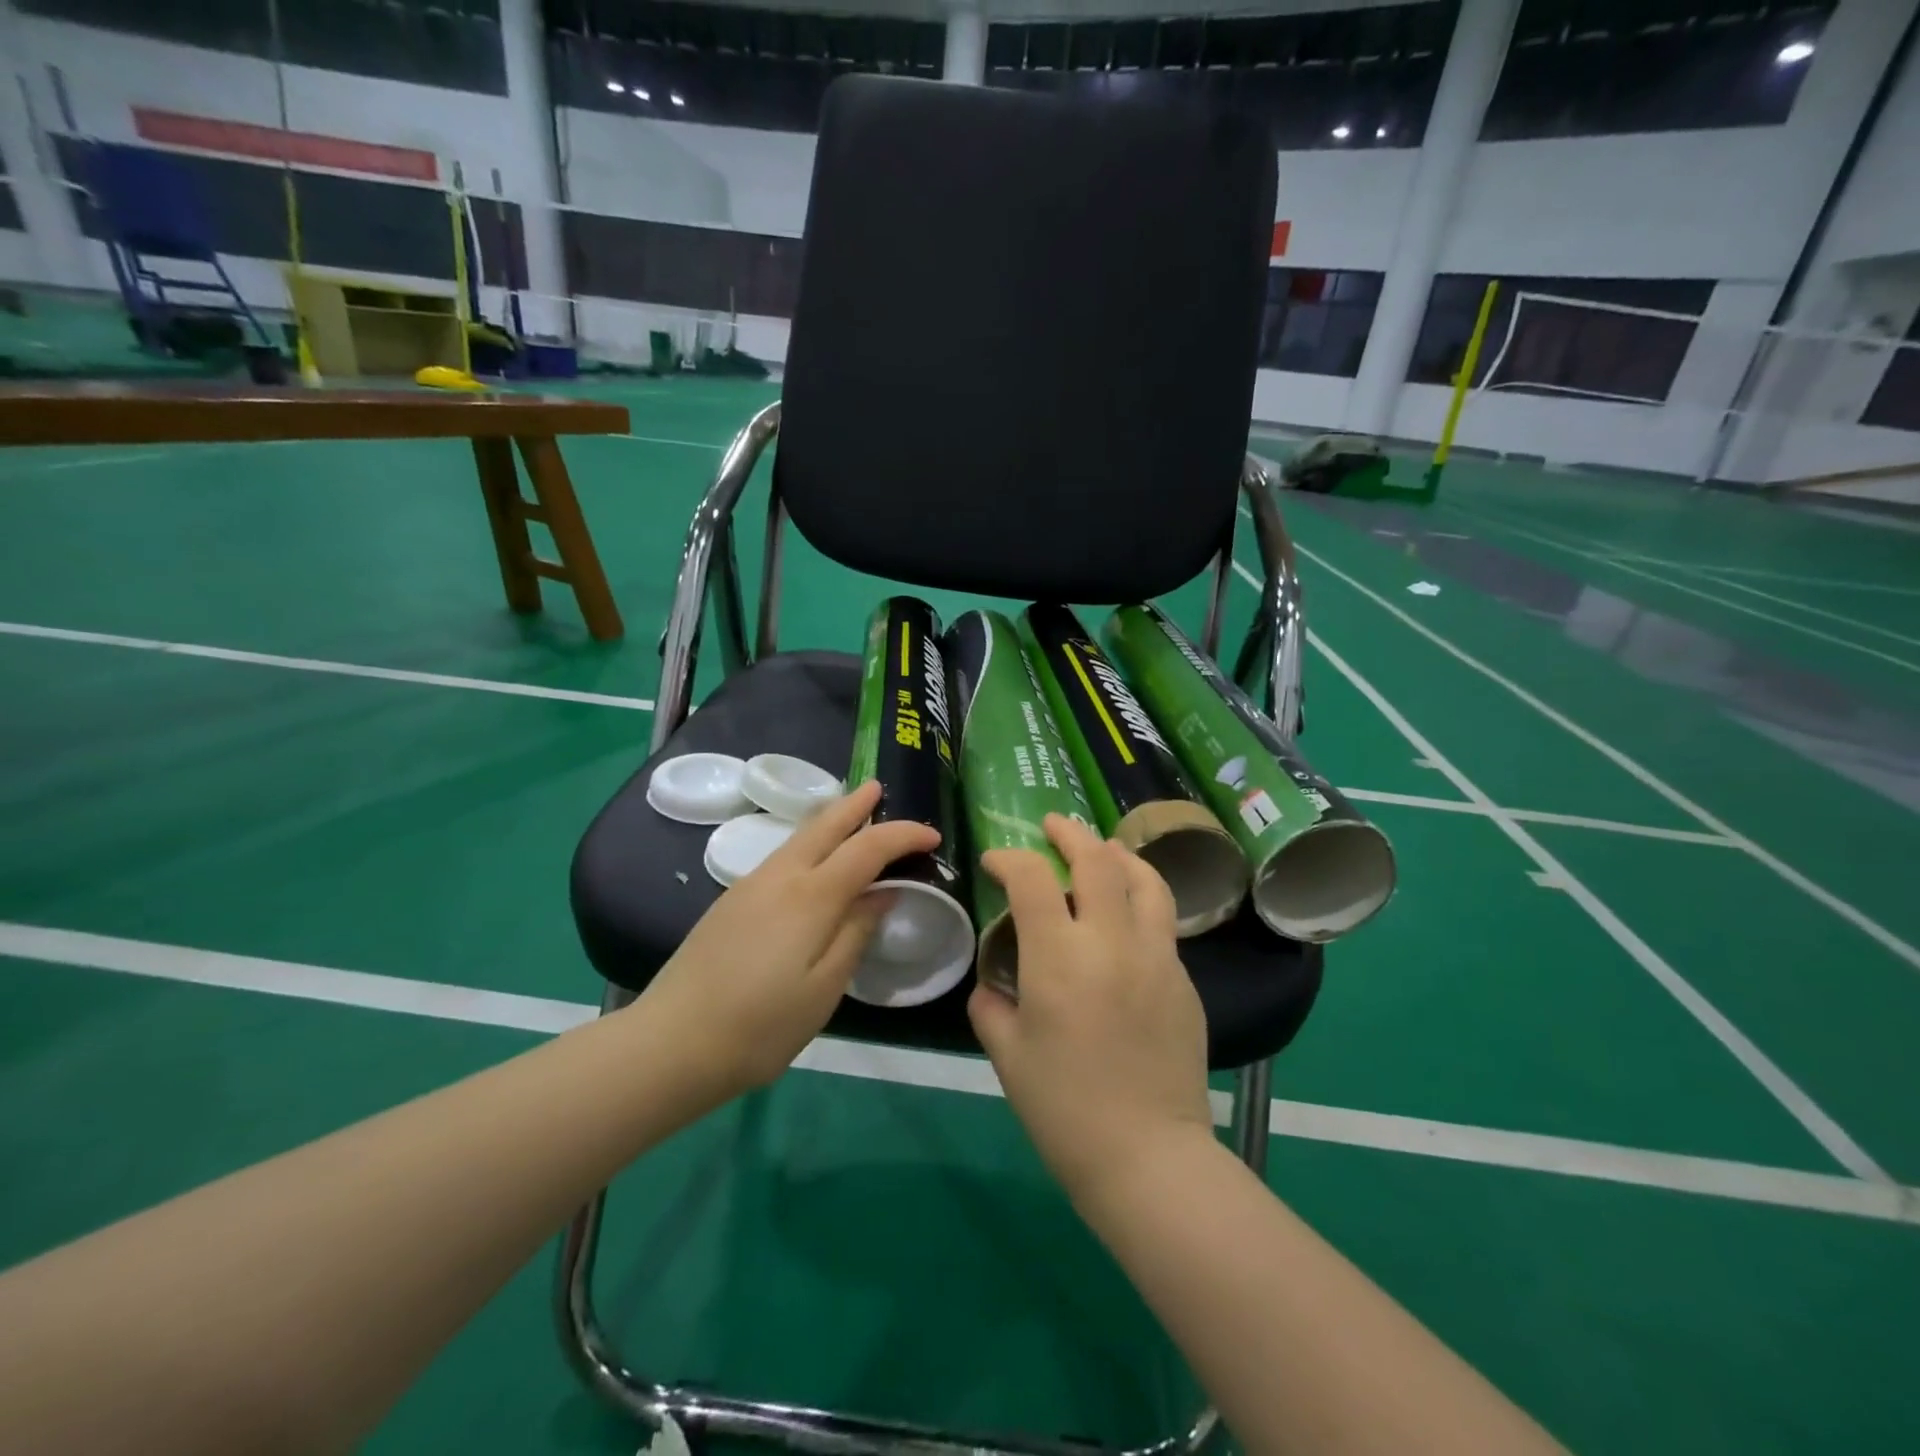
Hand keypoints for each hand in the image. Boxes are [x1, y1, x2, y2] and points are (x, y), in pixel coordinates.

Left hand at [637, 780, 938, 1095]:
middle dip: (856, 803)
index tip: (932, 837)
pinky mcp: (732, 900)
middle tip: (879, 788)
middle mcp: (781, 876)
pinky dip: (809, 842)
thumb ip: (856, 933)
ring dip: (830, 820)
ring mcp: (751, 884)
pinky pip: (783, 855)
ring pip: (799, 836)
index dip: (903, 835)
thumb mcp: (824, 989)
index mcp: (811, 896)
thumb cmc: (760, 1025)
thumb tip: (884, 894)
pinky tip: (814, 860)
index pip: (868, 848)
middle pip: (825, 824)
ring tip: (853, 816)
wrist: (671, 1042)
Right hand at [968, 815, 1214, 1205]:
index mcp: (1060, 958)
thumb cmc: (1063, 1109)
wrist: (1147, 1157)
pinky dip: (1140, 899)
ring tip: (1101, 849)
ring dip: (1118, 854)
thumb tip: (994, 984)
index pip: (1032, 879)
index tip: (995, 862)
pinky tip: (1126, 915)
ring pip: (1145, 879)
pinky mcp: (1184, 979)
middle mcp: (1112, 941)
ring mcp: (1157, 957)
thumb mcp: (1007, 1055)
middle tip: (1052, 825)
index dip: (1009, 859)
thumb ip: (991, 1006)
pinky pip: (1161, 921)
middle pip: (1097, 860)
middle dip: (1070, 833)